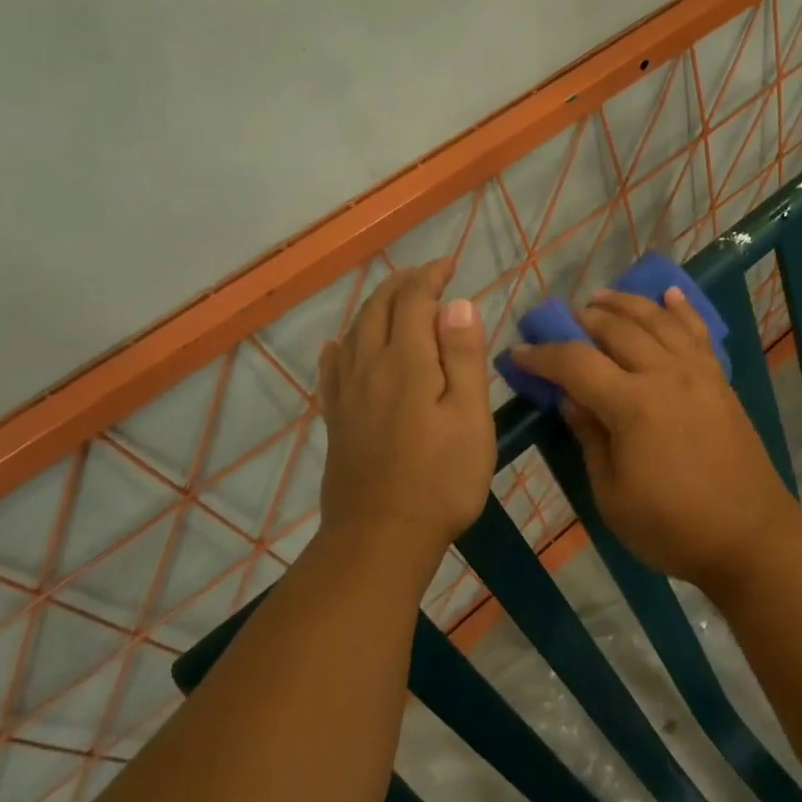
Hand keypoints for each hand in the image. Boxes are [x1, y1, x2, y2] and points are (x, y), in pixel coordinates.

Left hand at [317, 259, 495, 565]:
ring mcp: (347, 394)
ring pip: (354, 332)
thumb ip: (463, 357)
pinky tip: (340, 345)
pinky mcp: (337, 420)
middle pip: (378, 309)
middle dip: (402, 284)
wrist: (381, 537)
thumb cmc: (441, 478)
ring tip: (394, 299)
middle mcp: (369, 367)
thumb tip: (456, 304)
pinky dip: (341, 345)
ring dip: (375, 305)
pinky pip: (332, 368)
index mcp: (406, 362)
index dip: (430, 277)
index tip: (450, 265)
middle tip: (427, 275)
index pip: (414, 301)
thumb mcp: (469, 416)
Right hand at [508, 288, 801, 595]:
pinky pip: (697, 331)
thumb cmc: (672, 527)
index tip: (518, 354)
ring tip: (600, 298)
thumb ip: (590, 438)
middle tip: (559, 324)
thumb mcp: (612, 495)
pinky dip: (680, 308)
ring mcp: (697, 372)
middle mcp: (665, 374)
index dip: (542, 355)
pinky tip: (669, 293)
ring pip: (656, 320)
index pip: (576, 363)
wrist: (749, 535)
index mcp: (633, 405)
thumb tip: (570, 398)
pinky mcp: (719, 379)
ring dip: (625, 303)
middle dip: (582, 321)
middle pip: (617, 329)